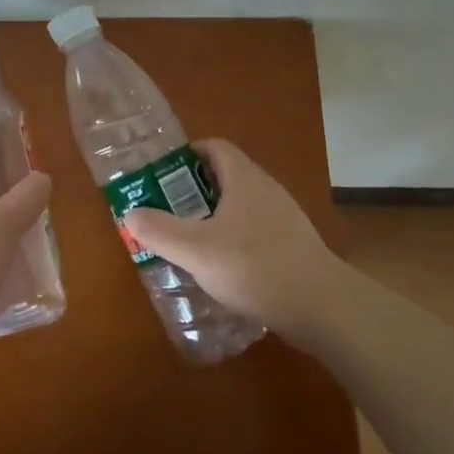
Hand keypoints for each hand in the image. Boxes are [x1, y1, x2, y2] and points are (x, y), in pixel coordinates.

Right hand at [124, 139, 343, 342]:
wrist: (323, 307)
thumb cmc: (255, 266)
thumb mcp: (197, 250)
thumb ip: (160, 231)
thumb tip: (130, 213)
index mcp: (244, 178)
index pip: (215, 147)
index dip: (187, 154)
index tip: (162, 174)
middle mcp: (266, 189)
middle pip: (226, 176)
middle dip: (194, 190)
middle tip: (168, 211)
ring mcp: (284, 217)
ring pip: (241, 205)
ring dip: (214, 216)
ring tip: (190, 241)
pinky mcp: (294, 245)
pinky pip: (256, 229)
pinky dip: (235, 238)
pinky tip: (223, 267)